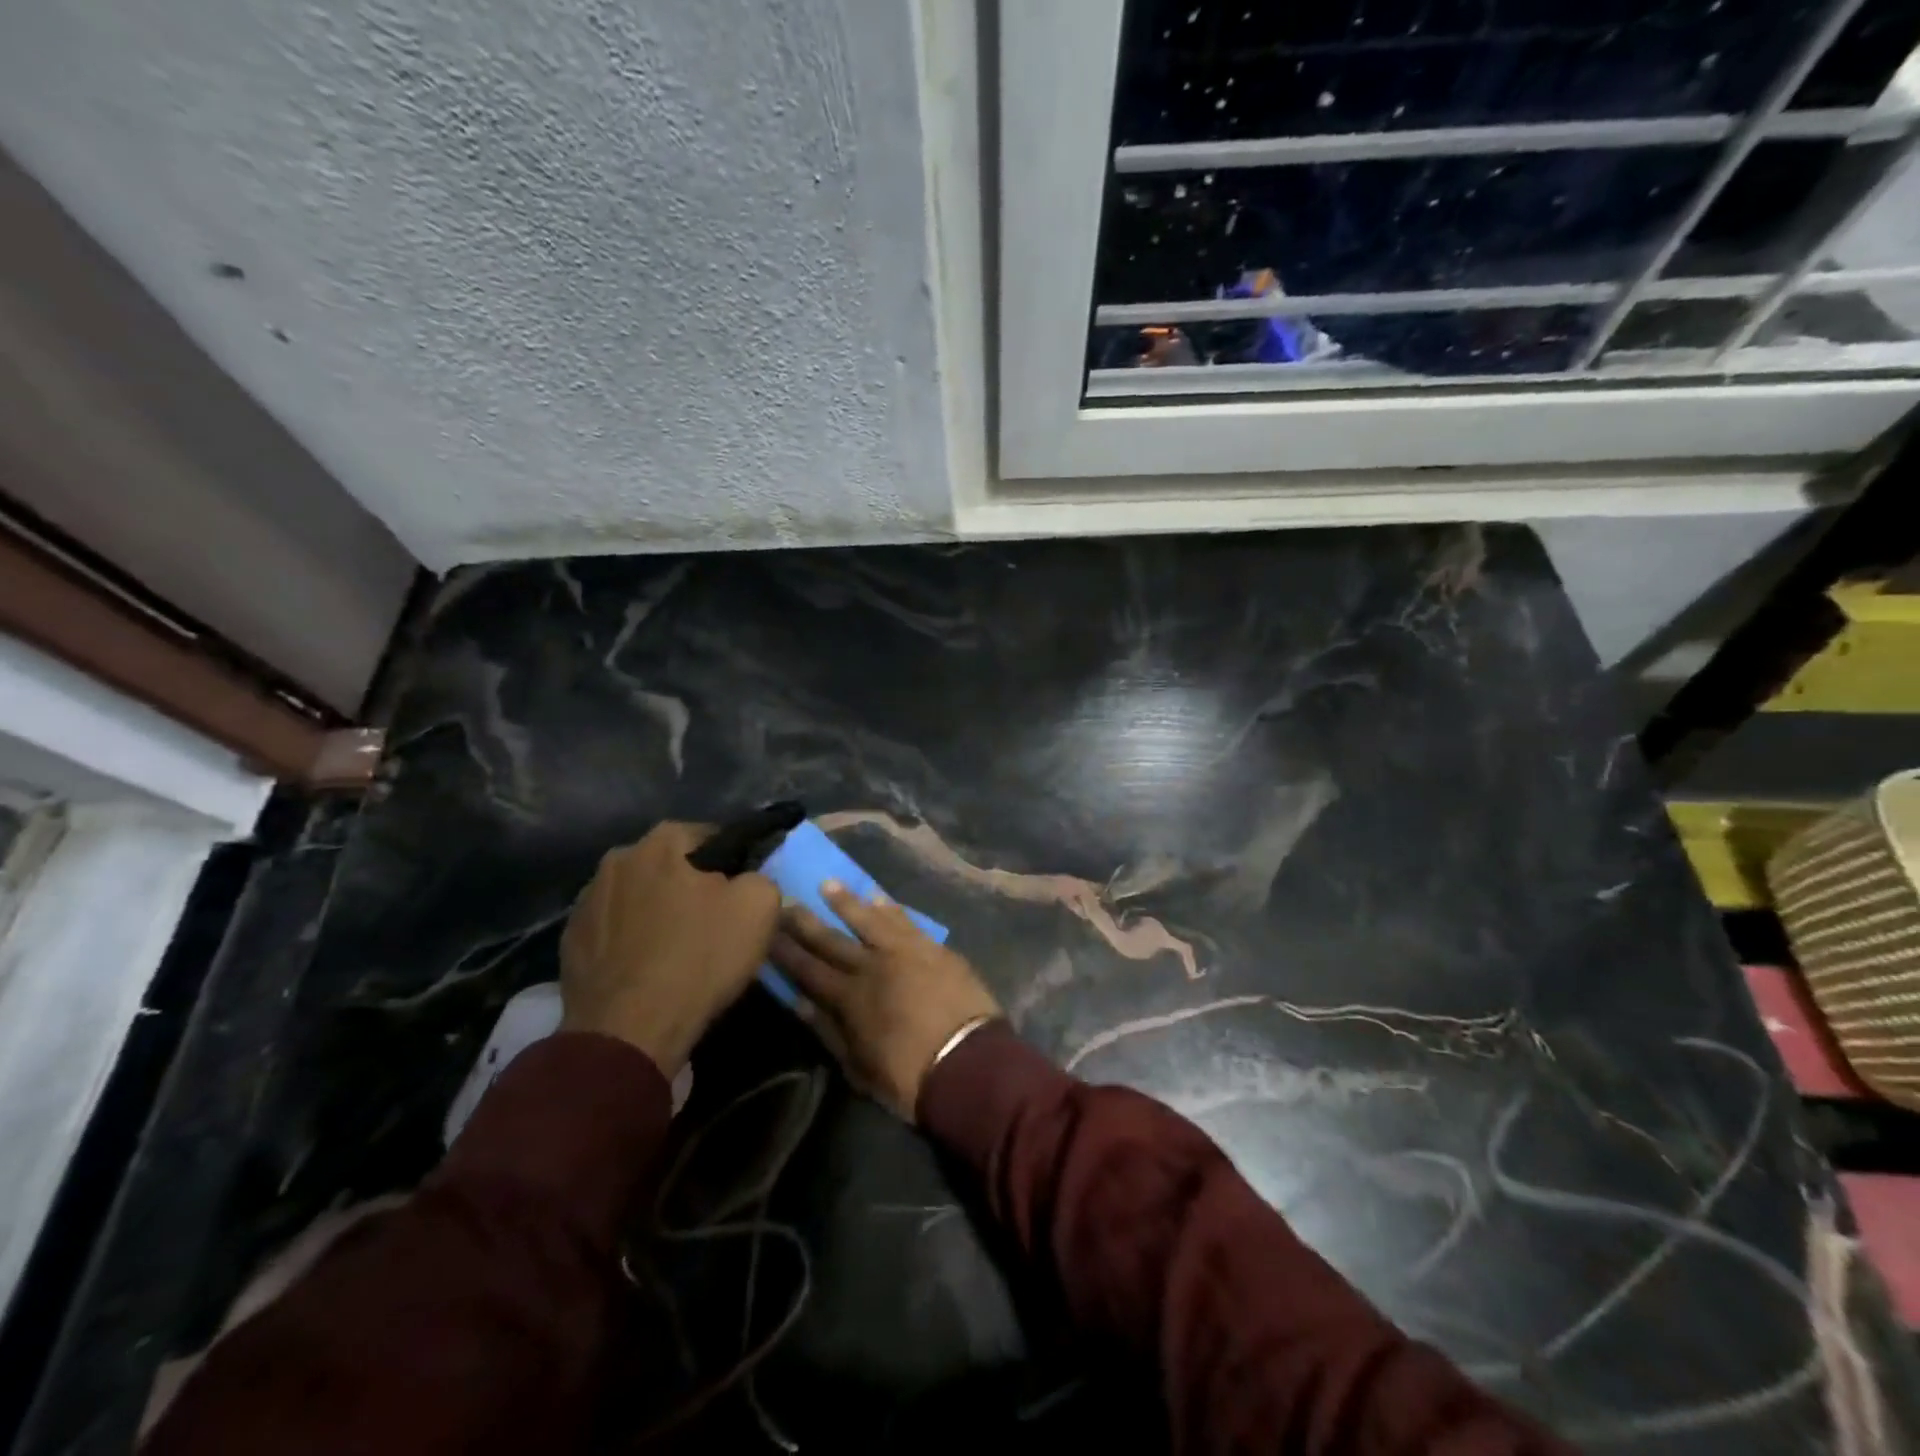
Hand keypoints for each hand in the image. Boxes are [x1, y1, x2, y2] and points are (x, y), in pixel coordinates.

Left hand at [560, 822, 779, 1073]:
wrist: (630, 1030)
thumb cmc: (699, 958)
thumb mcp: (759, 907)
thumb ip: (760, 876)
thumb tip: (747, 879)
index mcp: (662, 841)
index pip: (711, 836)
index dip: (733, 863)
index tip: (742, 892)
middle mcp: (618, 859)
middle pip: (670, 866)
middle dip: (690, 885)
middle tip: (714, 922)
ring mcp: (586, 900)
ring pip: (639, 896)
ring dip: (657, 912)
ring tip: (678, 949)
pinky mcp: (570, 940)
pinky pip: (614, 929)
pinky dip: (631, 940)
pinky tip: (647, 968)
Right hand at [770, 883, 1001, 1120]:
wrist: (970, 1063)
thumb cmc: (910, 1078)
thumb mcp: (858, 1068)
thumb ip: (828, 1032)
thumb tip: (799, 1003)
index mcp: (851, 999)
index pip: (808, 969)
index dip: (785, 951)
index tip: (766, 930)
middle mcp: (873, 966)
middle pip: (832, 939)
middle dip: (805, 920)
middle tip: (785, 898)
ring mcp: (905, 952)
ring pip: (869, 919)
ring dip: (846, 901)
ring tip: (827, 883)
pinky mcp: (933, 948)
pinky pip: (906, 921)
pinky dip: (890, 908)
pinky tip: (878, 897)